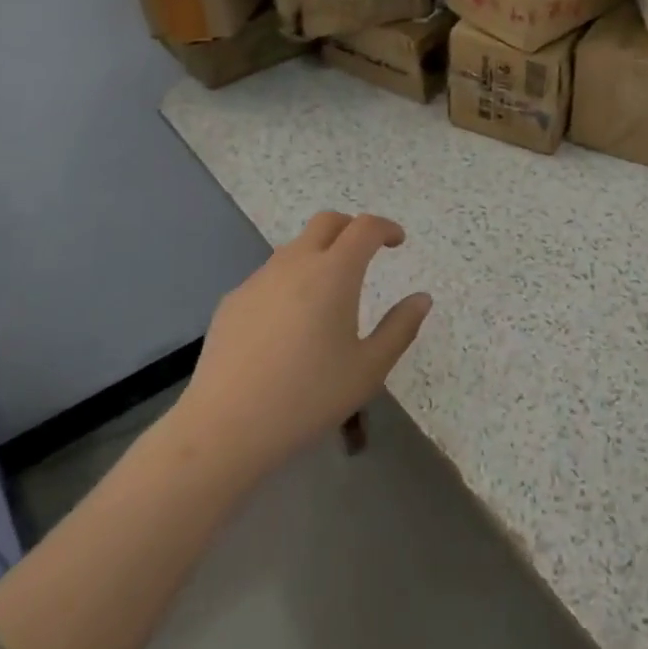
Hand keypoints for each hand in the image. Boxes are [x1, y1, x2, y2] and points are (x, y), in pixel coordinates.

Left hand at [176, 212, 430, 481]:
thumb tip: (421, 298)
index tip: (397, 242)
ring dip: (319, 254)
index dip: (385, 227)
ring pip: (295, 248)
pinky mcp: (233, 301)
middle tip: (366, 253)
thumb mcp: (368, 369)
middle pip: (327, 222)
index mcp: (334, 273)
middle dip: (351, 228)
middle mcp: (295, 263)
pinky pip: (270, 276)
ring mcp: (258, 279)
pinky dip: (290, 281)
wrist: (226, 426)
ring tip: (329, 293)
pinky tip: (289, 324)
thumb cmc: (308, 397)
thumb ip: (400, 328)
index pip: (364, 227)